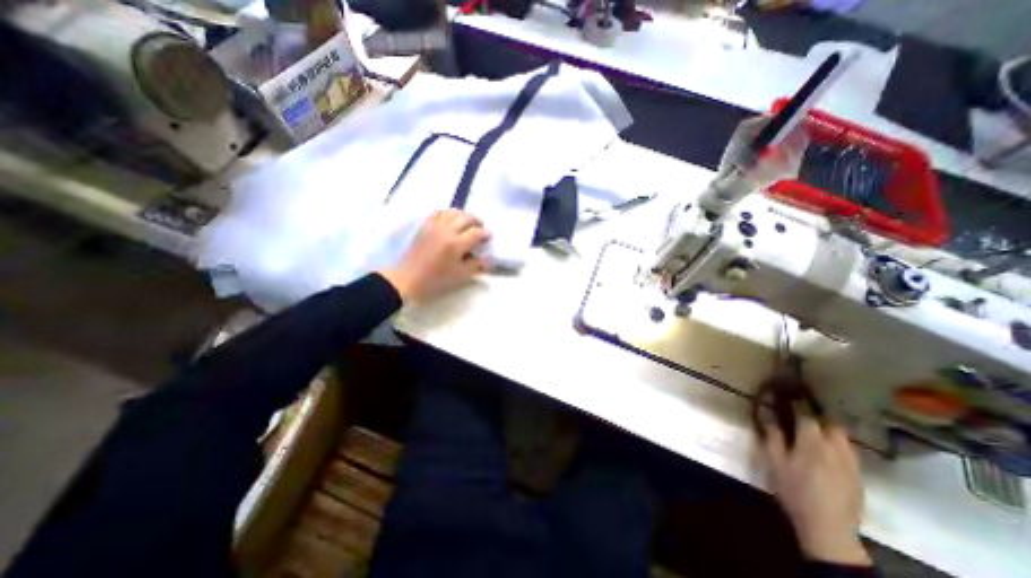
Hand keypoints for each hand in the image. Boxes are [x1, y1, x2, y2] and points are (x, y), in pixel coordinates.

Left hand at [378, 210, 490, 304]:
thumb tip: (486, 258)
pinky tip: (450, 220)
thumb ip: (476, 265)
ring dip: (463, 215)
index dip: (486, 233)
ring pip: (452, 212)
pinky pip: (438, 213)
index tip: (489, 236)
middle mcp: (446, 230)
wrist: (408, 279)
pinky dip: (448, 213)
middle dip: (476, 221)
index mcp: (456, 244)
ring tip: (467, 223)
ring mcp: (434, 226)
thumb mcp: (461, 276)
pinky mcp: (424, 226)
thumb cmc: (436, 280)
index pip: (477, 233)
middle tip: (481, 227)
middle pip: (466, 217)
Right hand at [763, 418, 868, 566]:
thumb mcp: (775, 461)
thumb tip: (766, 412)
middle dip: (818, 417)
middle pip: (832, 425)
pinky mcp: (859, 477)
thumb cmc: (794, 490)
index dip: (797, 404)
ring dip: (831, 431)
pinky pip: (850, 453)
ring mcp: (851, 464)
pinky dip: (839, 446)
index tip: (788, 395)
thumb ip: (772, 435)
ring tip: (817, 433)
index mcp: (812, 443)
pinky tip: (829, 454)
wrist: (827, 527)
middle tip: (803, 417)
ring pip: (844, 439)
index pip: (806, 416)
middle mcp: (836, 449)